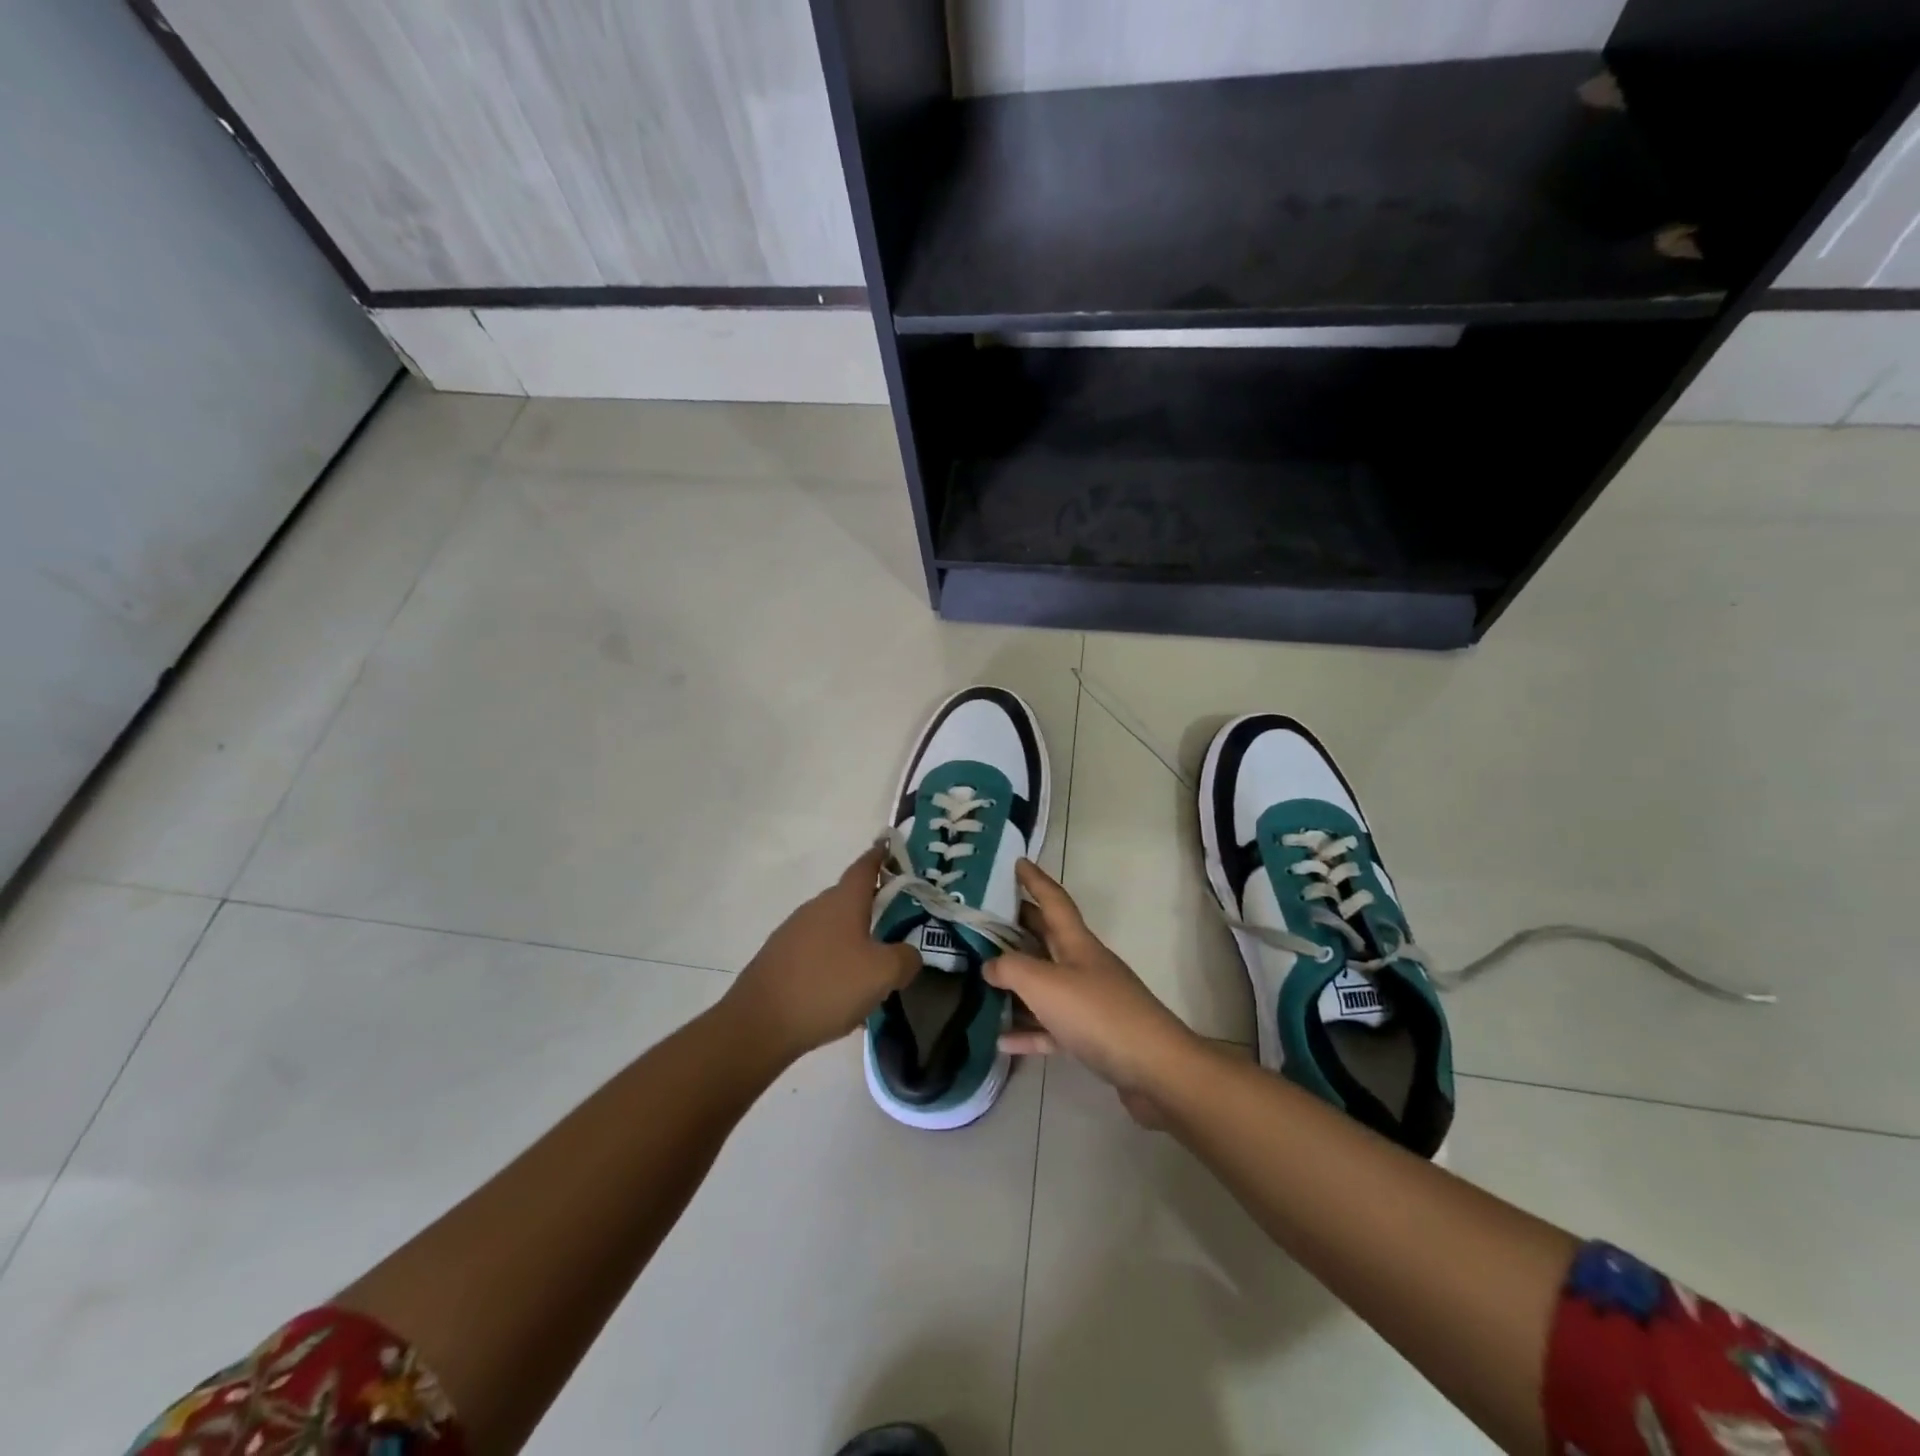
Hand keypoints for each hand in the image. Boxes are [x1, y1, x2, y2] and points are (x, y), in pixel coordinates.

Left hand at [725, 847, 918, 1063]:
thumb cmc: (827, 986)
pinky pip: (816, 952)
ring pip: (833, 927)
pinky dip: (833, 962)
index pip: (865, 866)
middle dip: (872, 905)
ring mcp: (793, 932)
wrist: (759, 1024)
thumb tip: (908, 954)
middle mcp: (816, 908)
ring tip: (872, 968)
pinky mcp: (779, 958)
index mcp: (843, 901)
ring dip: (853, 939)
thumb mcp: (882, 974)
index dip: (880, 855)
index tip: (890, 846)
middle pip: (849, 898)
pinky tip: (841, 992)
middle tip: (896, 920)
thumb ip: (905, 959)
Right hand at [985, 860, 1199, 1115]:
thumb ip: (1011, 969)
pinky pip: (1052, 1027)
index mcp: (1077, 943)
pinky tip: (1002, 1039)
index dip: (1035, 880)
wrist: (1154, 1068)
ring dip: (1019, 980)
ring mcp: (1090, 1001)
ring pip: (1047, 983)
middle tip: (988, 918)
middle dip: (1021, 925)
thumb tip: (990, 965)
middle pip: (1048, 938)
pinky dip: (1029, 1030)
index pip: (1053, 900)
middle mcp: (1084, 965)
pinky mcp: (1092, 1036)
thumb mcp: (1045, 984)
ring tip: (985, 976)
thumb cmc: (1097, 1013)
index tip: (1018, 861)